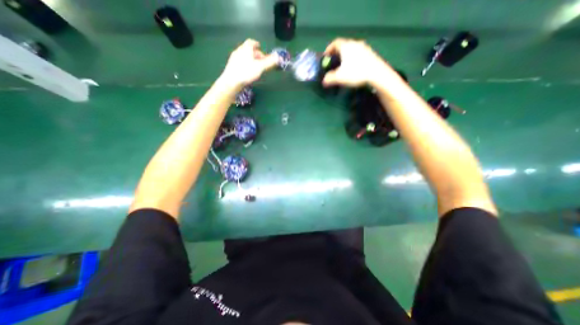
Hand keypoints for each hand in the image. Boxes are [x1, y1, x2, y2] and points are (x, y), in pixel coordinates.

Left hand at [220, 40, 277, 88]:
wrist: (231, 81)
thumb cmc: (246, 72)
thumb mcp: (260, 67)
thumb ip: (269, 62)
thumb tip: (279, 57)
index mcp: (246, 48)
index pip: (251, 42)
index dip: (256, 44)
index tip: (260, 47)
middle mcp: (239, 51)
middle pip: (248, 50)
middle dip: (255, 54)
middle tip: (261, 61)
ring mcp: (234, 59)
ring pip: (244, 56)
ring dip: (250, 59)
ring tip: (255, 67)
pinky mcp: (231, 67)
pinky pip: (240, 62)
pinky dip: (245, 64)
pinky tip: (247, 72)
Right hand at [322, 38, 398, 87]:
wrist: (376, 73)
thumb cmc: (355, 72)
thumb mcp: (339, 77)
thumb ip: (329, 78)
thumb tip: (324, 81)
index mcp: (346, 46)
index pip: (335, 43)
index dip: (329, 49)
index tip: (326, 56)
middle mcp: (355, 43)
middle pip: (343, 45)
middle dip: (337, 53)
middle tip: (334, 61)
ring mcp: (364, 48)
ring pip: (352, 49)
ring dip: (346, 56)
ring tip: (343, 65)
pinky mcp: (370, 54)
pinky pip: (359, 54)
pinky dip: (353, 58)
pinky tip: (354, 67)